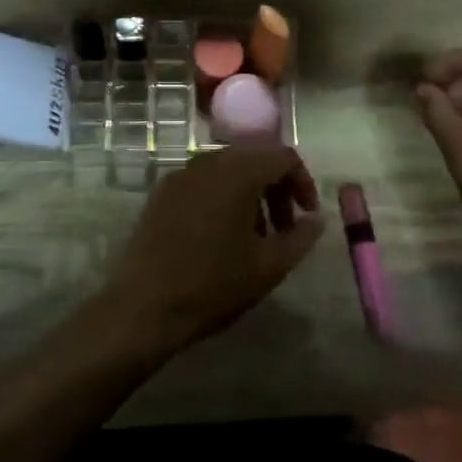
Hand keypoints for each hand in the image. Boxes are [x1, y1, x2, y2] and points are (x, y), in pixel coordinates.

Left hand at [100, 145, 324, 355]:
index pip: (283, 156)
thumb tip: (317, 219)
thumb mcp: (269, 266)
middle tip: (285, 228)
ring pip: (228, 170)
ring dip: (250, 193)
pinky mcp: (161, 193)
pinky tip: (221, 236)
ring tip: (255, 236)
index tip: (307, 216)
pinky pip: (203, 182)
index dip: (303, 183)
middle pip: (254, 158)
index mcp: (238, 172)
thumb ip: (301, 237)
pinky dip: (222, 197)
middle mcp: (208, 162)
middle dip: (276, 188)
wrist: (144, 305)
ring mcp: (180, 175)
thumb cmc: (214, 284)